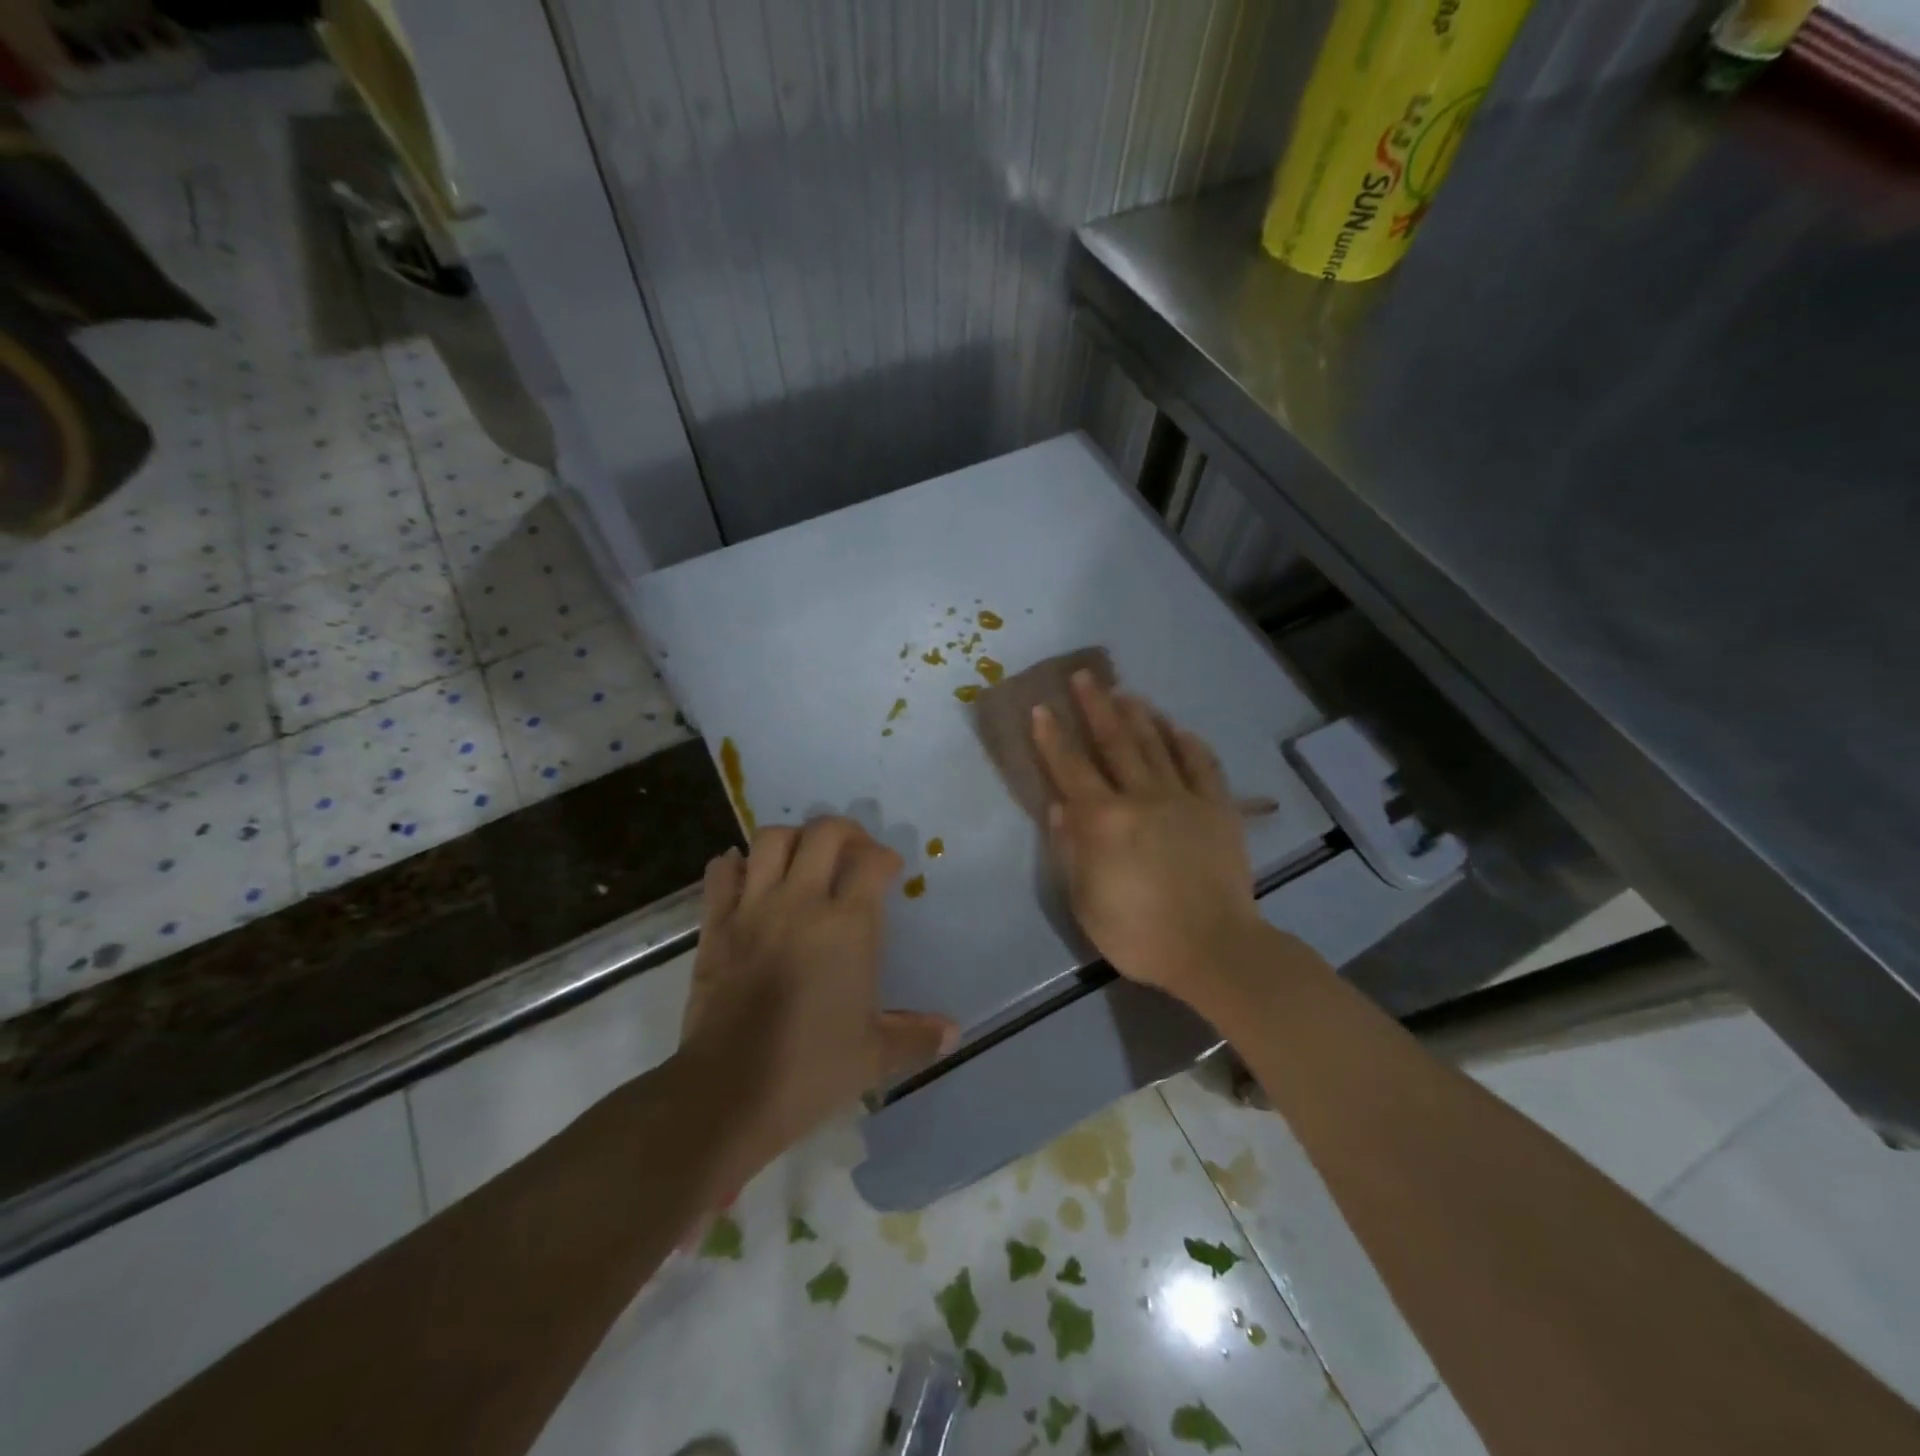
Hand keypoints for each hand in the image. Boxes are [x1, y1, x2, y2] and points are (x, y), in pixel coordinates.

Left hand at [679, 817, 957, 1176]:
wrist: (729, 1092)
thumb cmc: (811, 1070)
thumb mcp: (874, 1056)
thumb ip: (917, 1036)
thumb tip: (954, 1033)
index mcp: (847, 926)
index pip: (871, 861)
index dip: (885, 857)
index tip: (889, 872)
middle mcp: (801, 903)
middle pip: (823, 833)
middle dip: (845, 832)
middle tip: (853, 852)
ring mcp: (753, 909)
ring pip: (770, 840)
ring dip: (792, 839)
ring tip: (803, 859)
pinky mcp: (715, 925)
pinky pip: (720, 872)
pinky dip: (735, 865)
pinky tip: (748, 877)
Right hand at [1031, 672, 1264, 1005]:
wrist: (1214, 948)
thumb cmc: (1138, 933)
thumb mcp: (1086, 901)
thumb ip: (1070, 849)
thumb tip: (1060, 807)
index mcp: (1103, 820)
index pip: (1070, 768)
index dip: (1052, 737)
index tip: (1042, 708)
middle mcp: (1141, 797)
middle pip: (1114, 742)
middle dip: (1096, 707)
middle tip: (1085, 676)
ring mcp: (1183, 798)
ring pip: (1156, 745)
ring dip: (1139, 715)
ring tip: (1125, 692)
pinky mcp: (1218, 808)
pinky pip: (1202, 765)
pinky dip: (1188, 743)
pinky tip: (1178, 728)